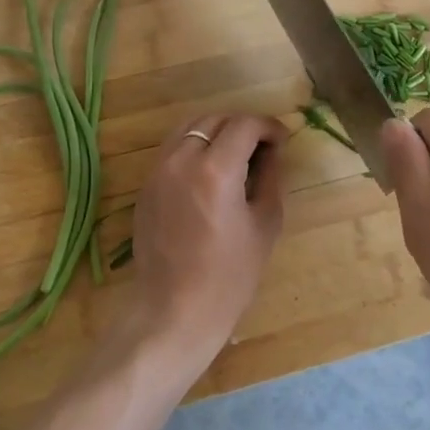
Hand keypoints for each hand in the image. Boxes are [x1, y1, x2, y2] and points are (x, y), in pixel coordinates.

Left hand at [119, 113, 287, 378]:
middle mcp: (181, 160)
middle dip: (242, 125)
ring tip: (235, 154)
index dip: (268, 126)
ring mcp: (158, 172)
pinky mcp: (146, 187)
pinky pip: (173, 150)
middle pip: (214, 119)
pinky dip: (195, 147)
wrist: (175, 311)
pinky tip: (210, 172)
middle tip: (262, 147)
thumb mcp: (265, 223)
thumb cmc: (230, 275)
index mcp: (216, 170)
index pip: (244, 124)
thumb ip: (270, 177)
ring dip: (216, 131)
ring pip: (189, 128)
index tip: (282, 140)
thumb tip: (273, 151)